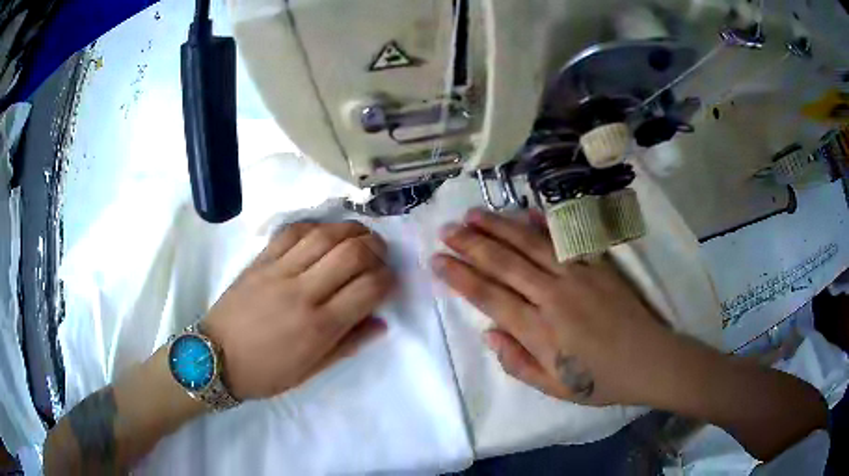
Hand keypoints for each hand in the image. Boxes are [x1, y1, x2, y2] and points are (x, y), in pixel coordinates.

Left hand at [203, 222, 394, 400]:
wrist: (215, 358)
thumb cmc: (265, 373)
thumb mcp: (311, 370)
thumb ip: (348, 344)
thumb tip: (380, 322)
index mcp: (319, 326)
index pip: (369, 289)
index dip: (388, 280)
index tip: (390, 281)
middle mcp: (303, 292)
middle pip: (351, 253)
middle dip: (376, 249)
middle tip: (380, 255)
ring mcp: (279, 271)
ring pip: (324, 235)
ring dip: (350, 230)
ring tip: (360, 236)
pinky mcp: (260, 261)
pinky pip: (292, 232)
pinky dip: (314, 226)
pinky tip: (323, 232)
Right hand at [432, 208, 677, 406]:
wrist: (649, 361)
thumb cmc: (600, 381)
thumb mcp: (554, 388)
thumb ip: (517, 362)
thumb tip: (489, 333)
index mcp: (540, 331)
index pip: (489, 297)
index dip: (459, 277)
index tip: (437, 261)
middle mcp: (554, 296)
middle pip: (504, 264)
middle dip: (471, 244)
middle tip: (446, 230)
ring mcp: (578, 276)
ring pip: (530, 245)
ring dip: (499, 227)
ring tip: (473, 214)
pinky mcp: (598, 265)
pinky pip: (567, 240)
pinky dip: (545, 225)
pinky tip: (526, 213)